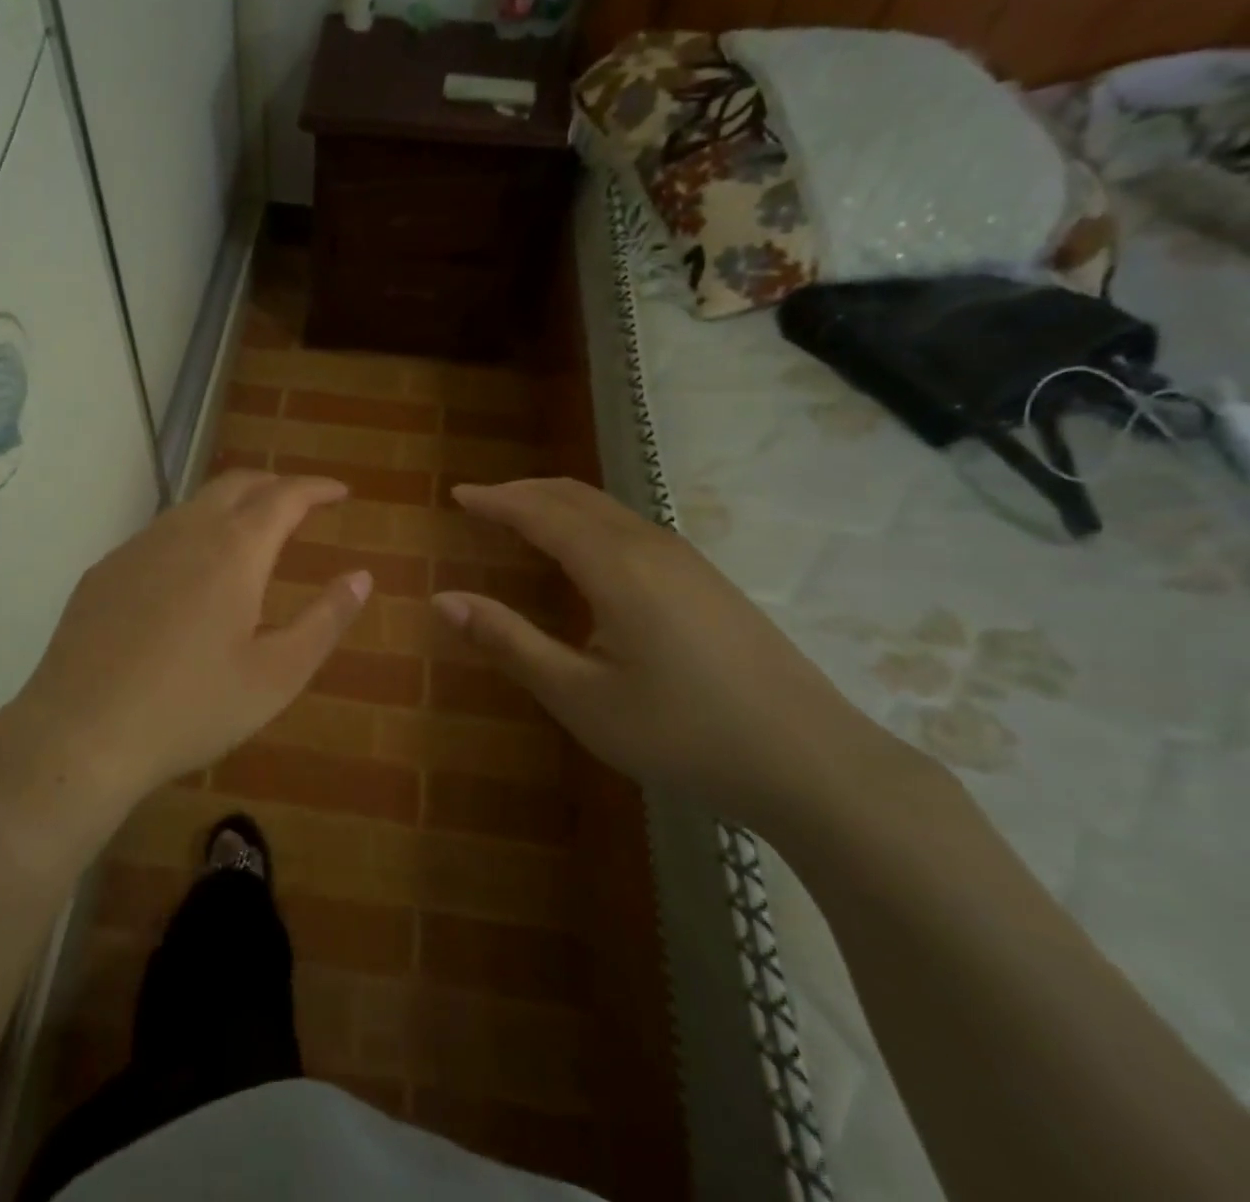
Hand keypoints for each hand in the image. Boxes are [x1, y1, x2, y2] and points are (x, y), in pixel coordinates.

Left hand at [14, 470, 370, 800]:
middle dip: (275, 485)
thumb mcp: (277, 675)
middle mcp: (185, 531)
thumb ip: (326, 620)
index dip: (317, 488)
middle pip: (237, 484)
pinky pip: (160, 533)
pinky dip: (193, 533)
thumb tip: (361, 576)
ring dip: (232, 506)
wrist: (81, 734)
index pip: (285, 496)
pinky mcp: (105, 570)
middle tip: (301, 504)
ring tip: (251, 534)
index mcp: (234, 550)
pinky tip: (190, 574)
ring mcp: (138, 546)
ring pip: (194, 504)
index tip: (340, 492)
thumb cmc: (192, 708)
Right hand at [432, 479, 917, 832]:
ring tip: (522, 517)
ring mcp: (686, 560)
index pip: (540, 512)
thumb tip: (442, 599)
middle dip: (523, 491)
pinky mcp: (706, 580)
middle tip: (481, 501)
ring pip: (608, 508)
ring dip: (557, 503)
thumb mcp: (580, 697)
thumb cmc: (682, 733)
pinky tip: (585, 553)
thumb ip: (508, 642)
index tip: (457, 495)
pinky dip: (587, 520)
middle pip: (576, 496)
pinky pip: (630, 526)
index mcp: (616, 566)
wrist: (811, 762)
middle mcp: (650, 546)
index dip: (495, 500)